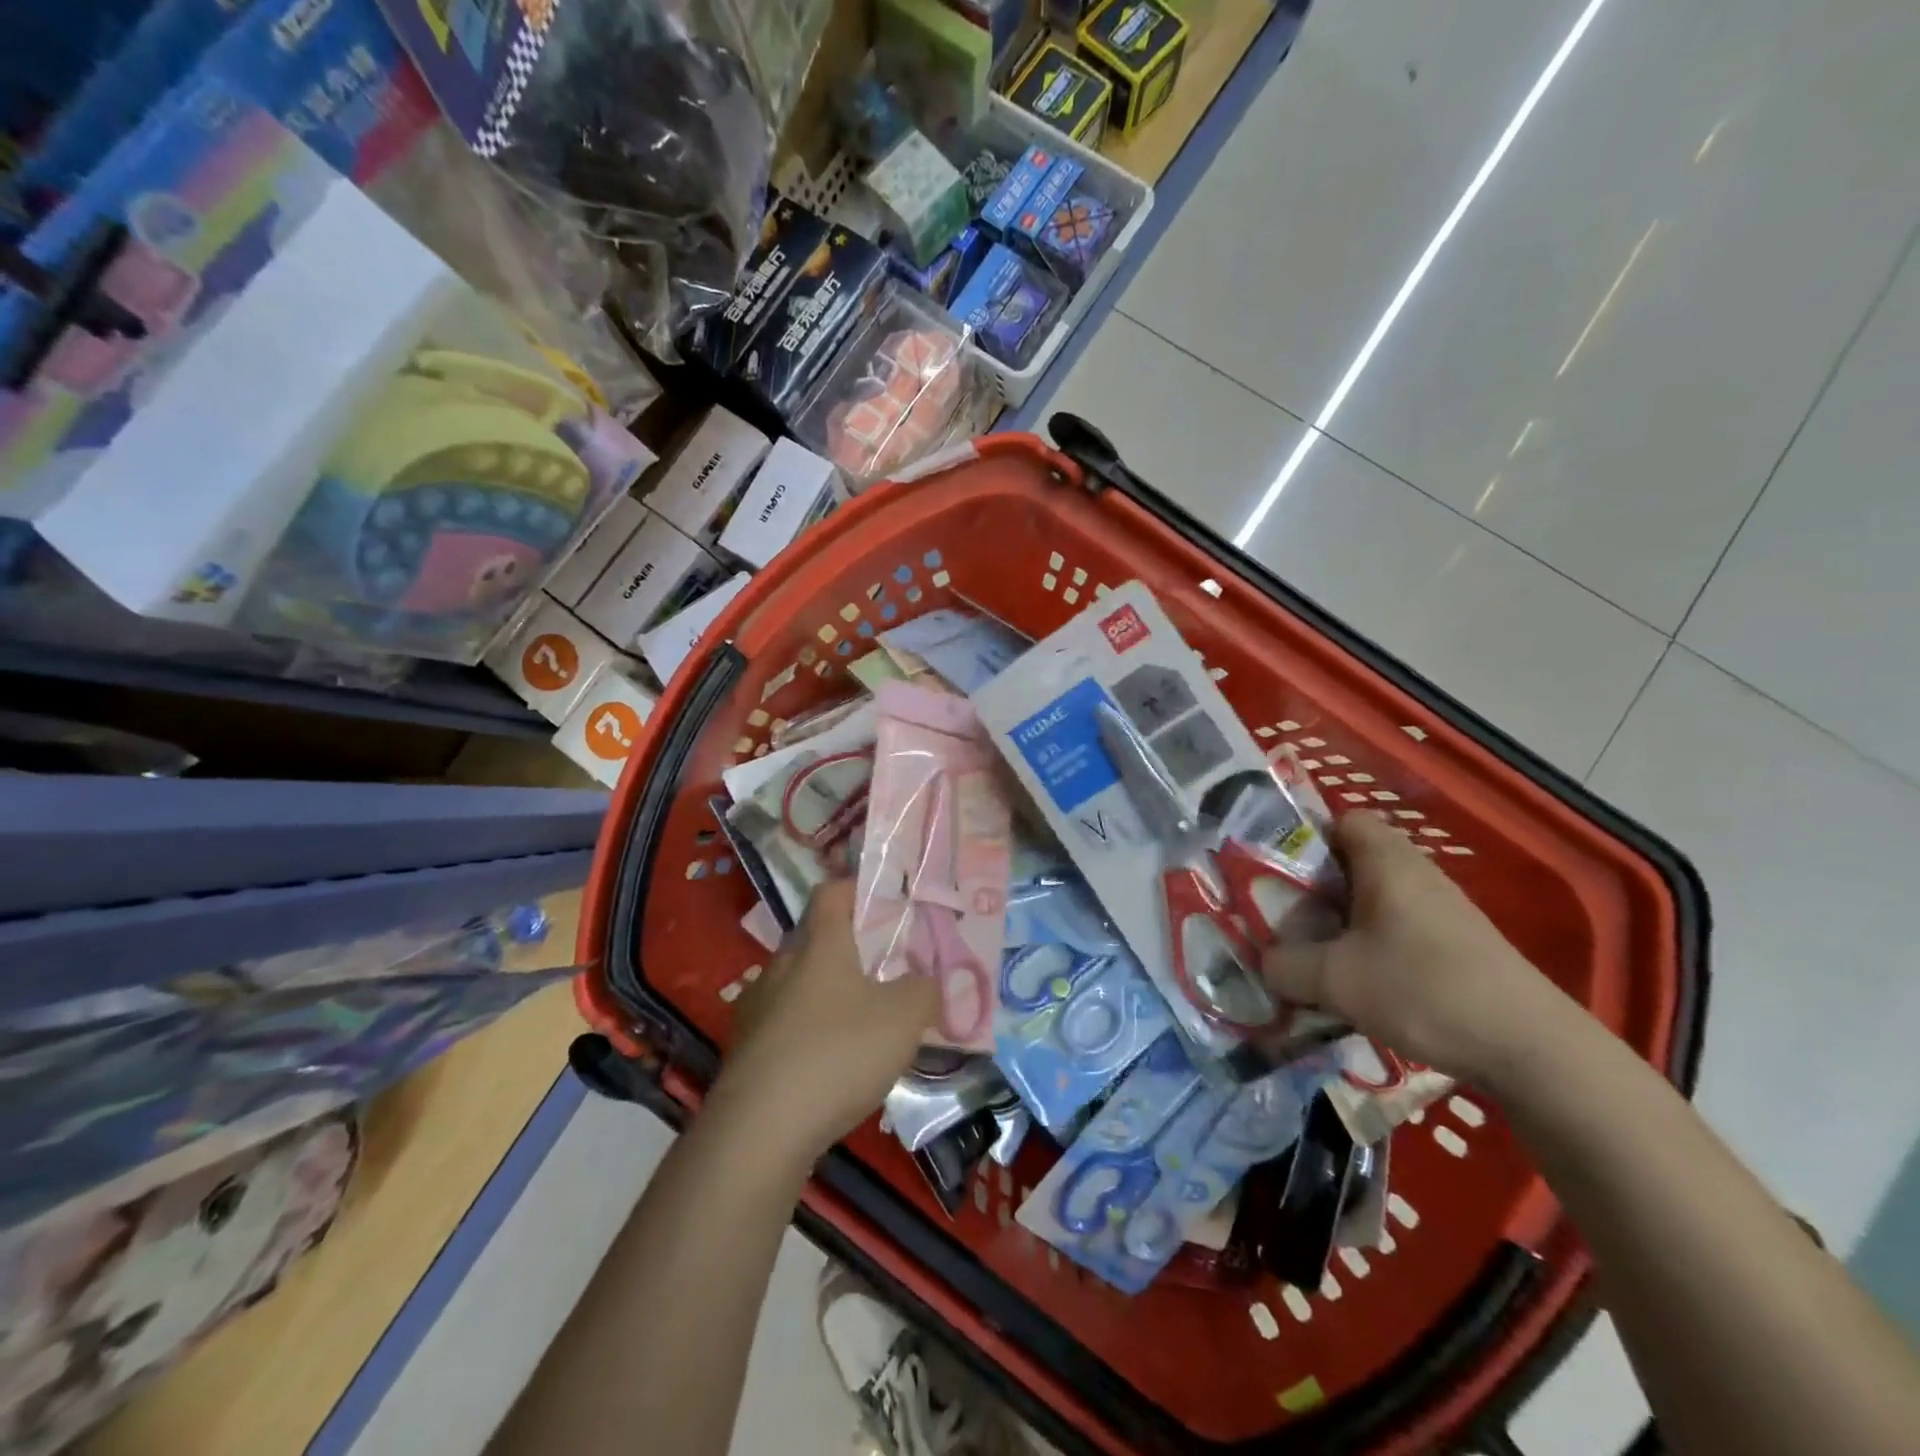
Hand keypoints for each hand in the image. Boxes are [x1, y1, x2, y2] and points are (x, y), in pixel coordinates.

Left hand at [714, 879, 939, 1161]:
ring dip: (827, 994)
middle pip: (814, 939)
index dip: (857, 888)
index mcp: (819, 944)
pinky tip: (829, 1064)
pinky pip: (783, 1025)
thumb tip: (926, 981)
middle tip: (885, 968)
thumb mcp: (904, 1017)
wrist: (758, 1131)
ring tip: (860, 1022)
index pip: (832, 892)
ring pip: (798, 984)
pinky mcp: (743, 1051)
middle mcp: (781, 965)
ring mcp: (756, 1008)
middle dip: (848, 948)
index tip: (886, 900)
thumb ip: (924, 990)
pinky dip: (808, 1032)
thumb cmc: (838, 1053)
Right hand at [1260, 812, 1570, 1084]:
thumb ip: (1284, 965)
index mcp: (1387, 862)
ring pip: (1373, 900)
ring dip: (1340, 922)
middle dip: (1314, 888)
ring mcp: (1441, 910)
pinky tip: (1358, 984)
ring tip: (1313, 956)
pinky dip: (1370, 946)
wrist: (1532, 1049)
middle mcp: (1416, 874)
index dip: (1306, 838)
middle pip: (1352, 862)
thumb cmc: (1423, 990)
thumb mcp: (1334, 980)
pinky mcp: (1456, 945)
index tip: (1277, 872)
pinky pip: (1396, 928)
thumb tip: (1264, 961)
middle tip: (1283, 918)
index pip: (1342, 821)